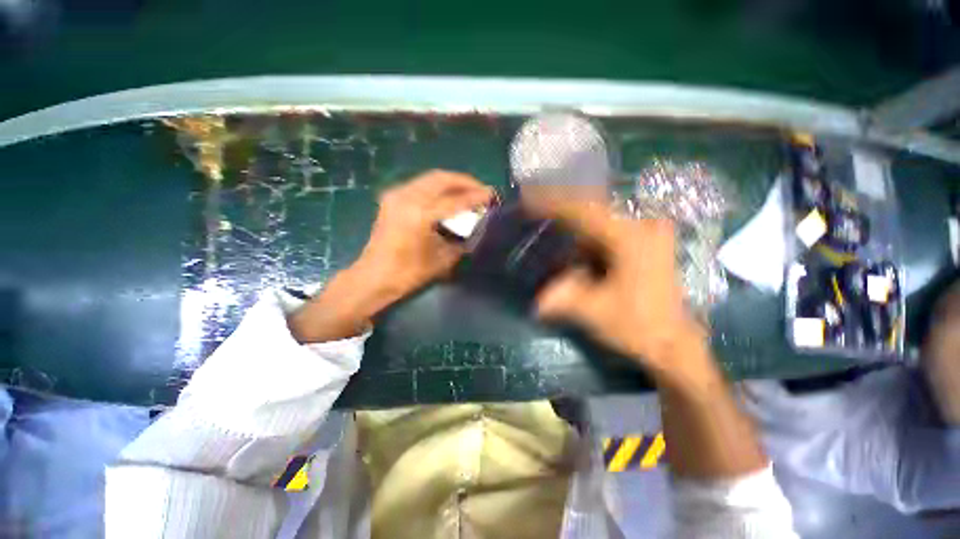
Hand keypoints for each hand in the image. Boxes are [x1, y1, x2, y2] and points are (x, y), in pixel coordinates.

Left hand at [355, 170, 493, 299]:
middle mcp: (407, 198)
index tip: (493, 195)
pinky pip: (420, 185)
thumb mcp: (442, 260)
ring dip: (451, 183)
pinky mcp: (391, 199)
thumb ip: (462, 241)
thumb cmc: (408, 274)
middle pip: (441, 179)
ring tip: (467, 191)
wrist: (374, 277)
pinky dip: (437, 187)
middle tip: (481, 190)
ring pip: (430, 178)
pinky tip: (447, 197)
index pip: (455, 200)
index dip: (476, 196)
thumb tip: (477, 229)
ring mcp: (396, 195)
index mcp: (420, 215)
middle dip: (465, 182)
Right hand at [529, 198, 770, 482]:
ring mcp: (647, 234)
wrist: (675, 344)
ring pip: (600, 218)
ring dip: (573, 221)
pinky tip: (571, 240)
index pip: (583, 210)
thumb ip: (561, 297)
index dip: (553, 203)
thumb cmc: (638, 326)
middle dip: (561, 208)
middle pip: (592, 208)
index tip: (528, 197)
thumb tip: (536, 300)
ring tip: (548, 219)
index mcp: (630, 238)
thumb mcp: (594, 311)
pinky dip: (585, 234)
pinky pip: (607, 230)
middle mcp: (643, 227)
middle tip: (534, 205)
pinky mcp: (646, 244)